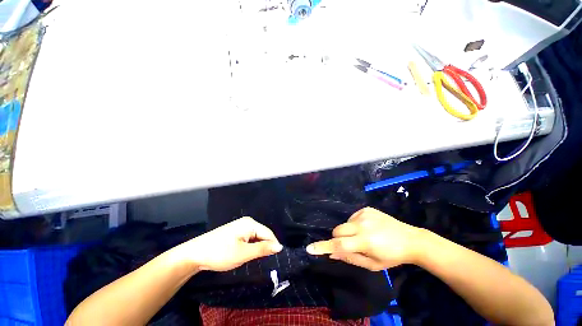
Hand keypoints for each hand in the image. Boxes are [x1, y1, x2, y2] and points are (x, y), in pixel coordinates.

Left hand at [176, 217, 282, 271]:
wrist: (195, 254)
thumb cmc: (221, 253)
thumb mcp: (244, 253)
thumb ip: (263, 249)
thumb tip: (279, 246)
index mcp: (250, 224)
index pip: (269, 234)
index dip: (273, 246)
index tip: (277, 260)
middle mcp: (247, 222)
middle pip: (262, 235)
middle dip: (265, 247)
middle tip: (265, 262)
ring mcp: (240, 226)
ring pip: (255, 237)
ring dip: (257, 248)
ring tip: (256, 260)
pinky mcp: (234, 232)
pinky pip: (248, 238)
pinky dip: (250, 247)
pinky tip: (247, 254)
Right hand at [306, 207, 424, 270]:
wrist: (410, 239)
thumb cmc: (392, 256)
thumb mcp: (372, 264)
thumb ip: (350, 258)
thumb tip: (332, 253)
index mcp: (365, 241)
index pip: (339, 244)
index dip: (323, 247)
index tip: (310, 248)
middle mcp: (362, 225)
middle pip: (337, 230)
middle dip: (338, 239)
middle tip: (350, 245)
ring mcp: (364, 214)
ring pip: (344, 224)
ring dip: (348, 232)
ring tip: (363, 236)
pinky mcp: (366, 209)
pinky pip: (352, 217)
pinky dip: (354, 224)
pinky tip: (367, 228)